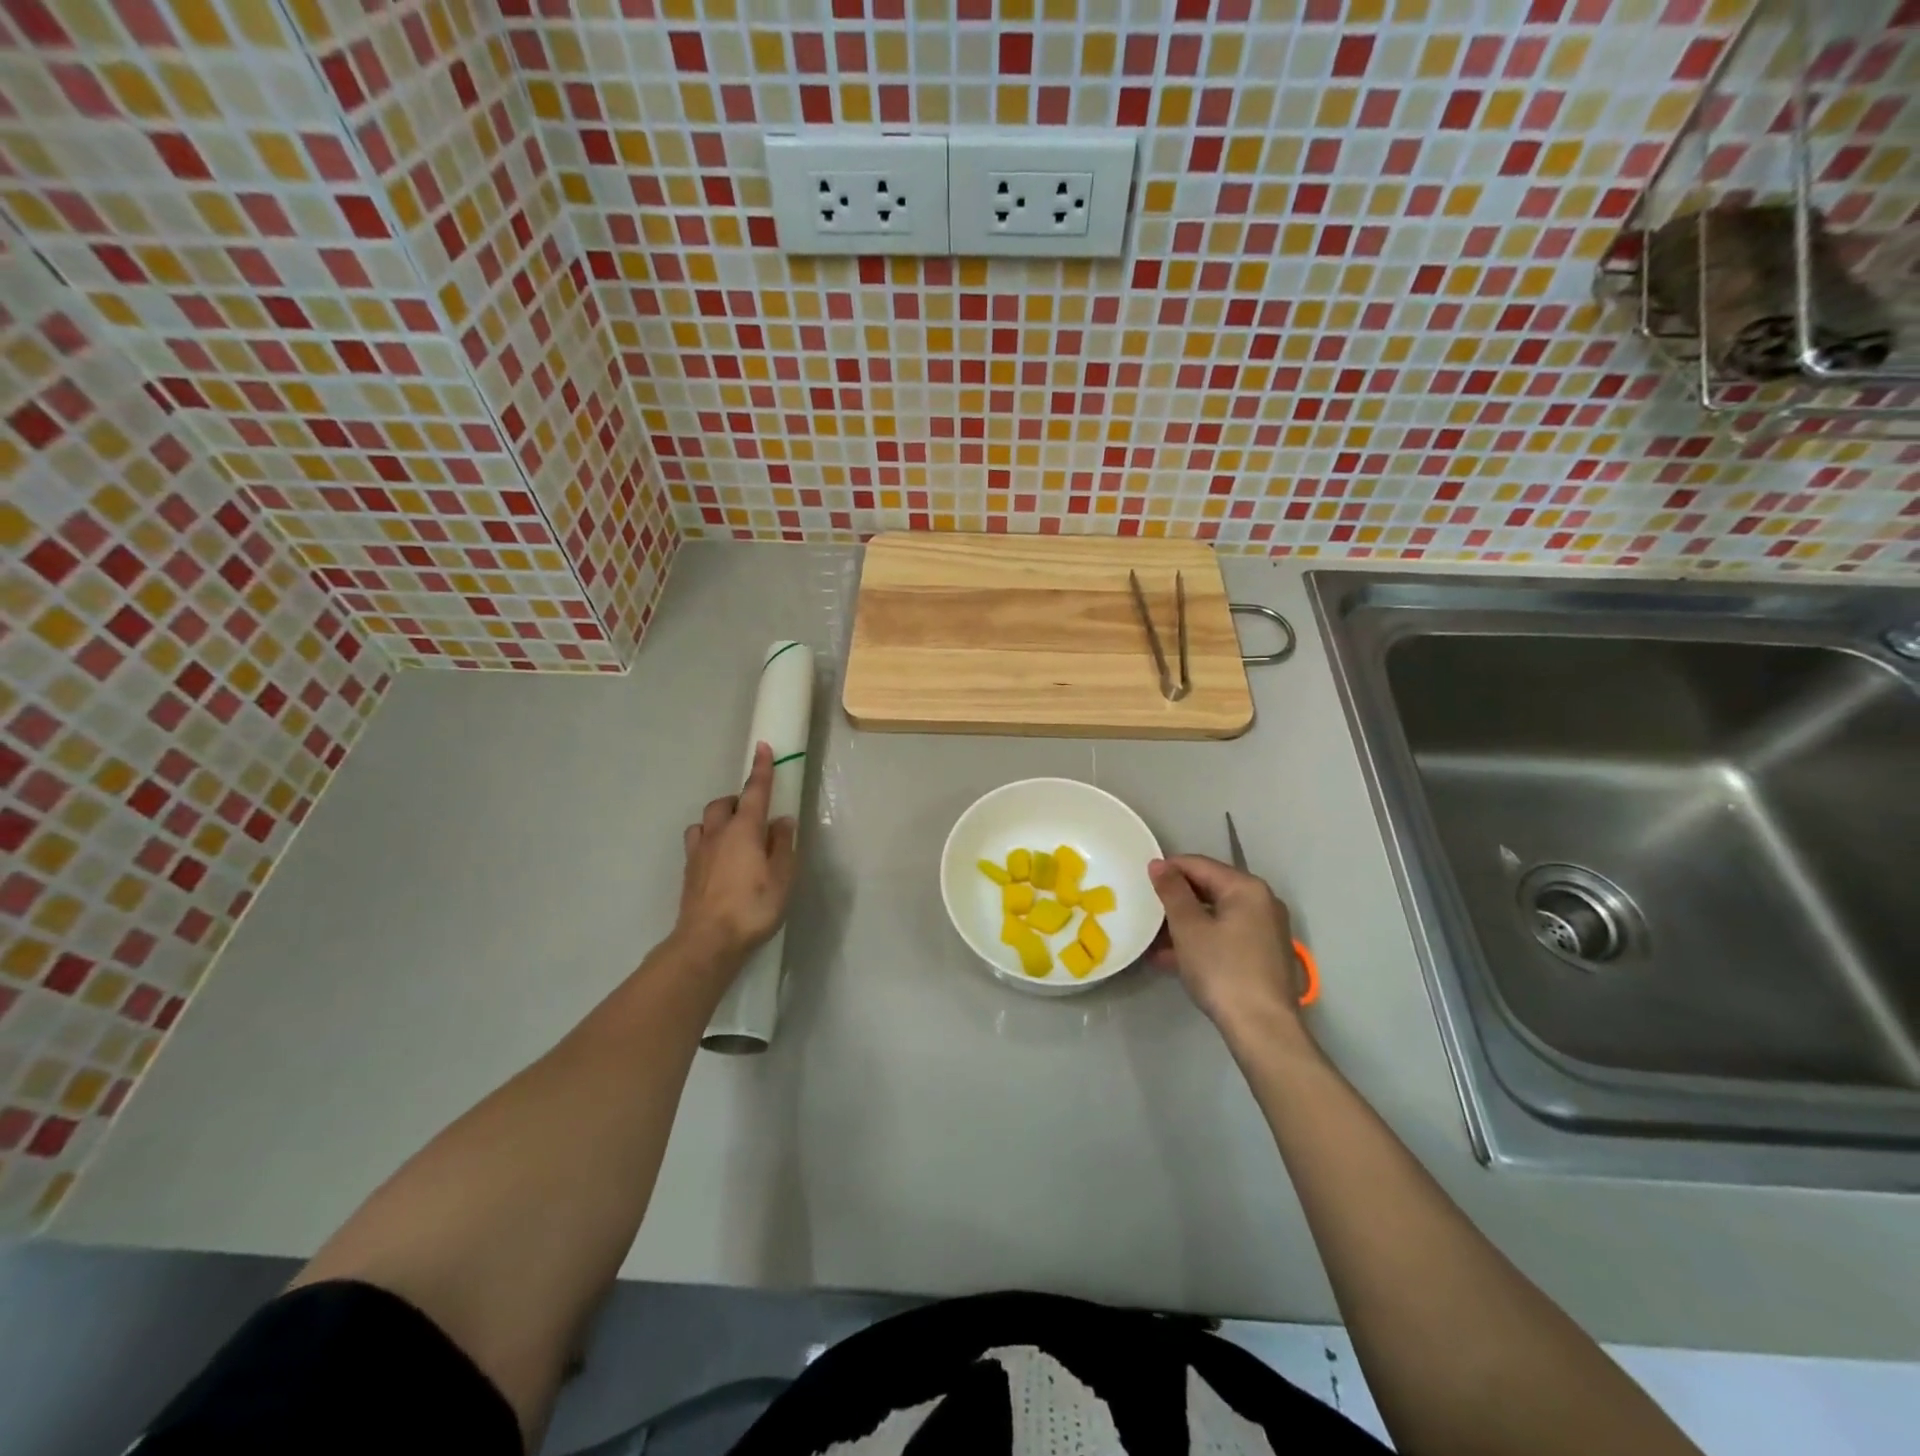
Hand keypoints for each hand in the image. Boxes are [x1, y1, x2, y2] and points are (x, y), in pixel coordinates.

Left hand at [674, 742, 798, 967]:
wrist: (707, 941)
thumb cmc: (752, 907)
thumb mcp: (782, 877)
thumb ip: (783, 845)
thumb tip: (782, 821)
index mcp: (744, 830)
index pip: (754, 791)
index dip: (761, 769)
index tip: (763, 747)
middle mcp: (718, 834)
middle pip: (724, 803)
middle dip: (738, 800)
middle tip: (756, 813)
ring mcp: (698, 852)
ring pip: (705, 821)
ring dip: (720, 819)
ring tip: (735, 834)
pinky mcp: (689, 871)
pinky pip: (697, 842)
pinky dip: (709, 840)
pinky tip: (719, 858)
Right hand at [1149, 855, 1311, 1048]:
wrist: (1262, 1029)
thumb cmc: (1222, 970)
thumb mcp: (1189, 928)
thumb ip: (1172, 891)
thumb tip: (1158, 863)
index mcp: (1246, 888)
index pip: (1199, 865)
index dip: (1167, 870)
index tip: (1140, 881)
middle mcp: (1261, 903)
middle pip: (1209, 889)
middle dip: (1175, 900)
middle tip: (1144, 909)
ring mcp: (1265, 931)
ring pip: (1215, 916)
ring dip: (1183, 924)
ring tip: (1151, 938)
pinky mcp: (1262, 956)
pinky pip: (1224, 936)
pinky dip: (1199, 941)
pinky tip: (1169, 958)